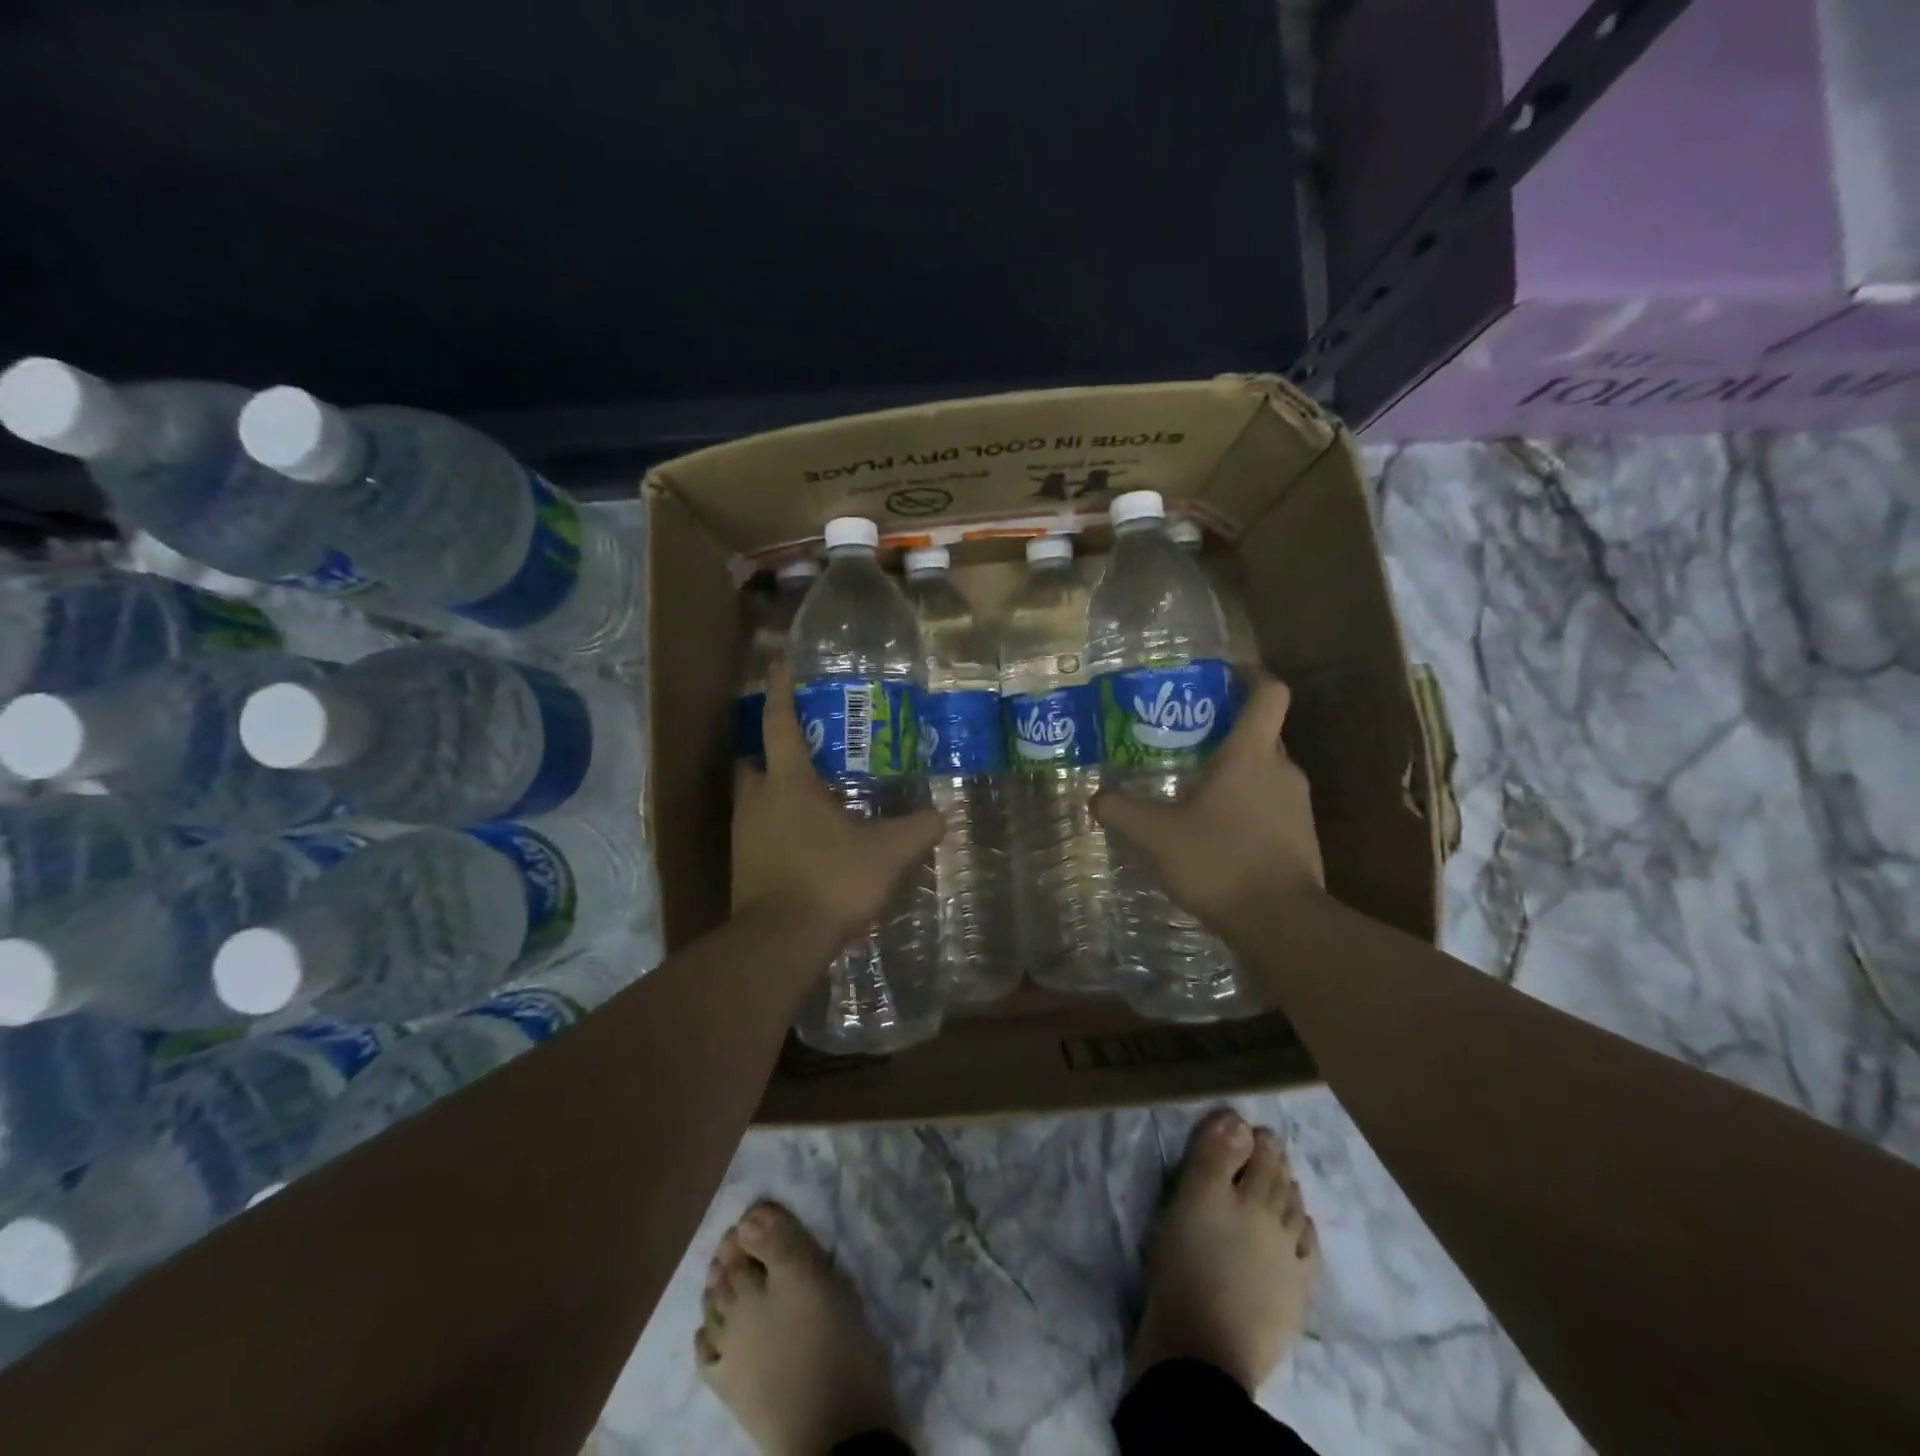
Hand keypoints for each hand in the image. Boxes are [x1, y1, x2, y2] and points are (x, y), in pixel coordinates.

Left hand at [732, 665, 945, 948]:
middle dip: (772, 750)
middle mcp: (757, 801)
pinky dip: (775, 825)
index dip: (781, 692)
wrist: (780, 942)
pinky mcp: (742, 866)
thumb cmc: (831, 881)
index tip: (777, 664)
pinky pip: (756, 830)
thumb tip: (945, 815)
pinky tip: (805, 840)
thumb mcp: (888, 853)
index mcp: (788, 783)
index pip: (780, 724)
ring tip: (811, 796)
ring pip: (752, 797)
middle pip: (755, 761)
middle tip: (804, 750)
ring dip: (774, 790)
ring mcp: (744, 835)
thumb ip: (919, 829)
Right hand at [1093, 676, 1324, 939]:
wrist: (1280, 922)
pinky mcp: (1302, 835)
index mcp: (1251, 755)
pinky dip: (1248, 804)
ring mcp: (1297, 804)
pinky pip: (1272, 803)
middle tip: (1188, 739)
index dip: (1252, 677)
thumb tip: (1095, 796)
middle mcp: (1282, 770)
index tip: (1225, 677)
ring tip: (1196, 787)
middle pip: (1263, 731)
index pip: (1269, 694)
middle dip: (1228, 730)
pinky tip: (1216, 828)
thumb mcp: (1156, 835)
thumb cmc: (1220, 861)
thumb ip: (1122, 811)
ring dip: (1237, 771)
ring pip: (1266, 770)